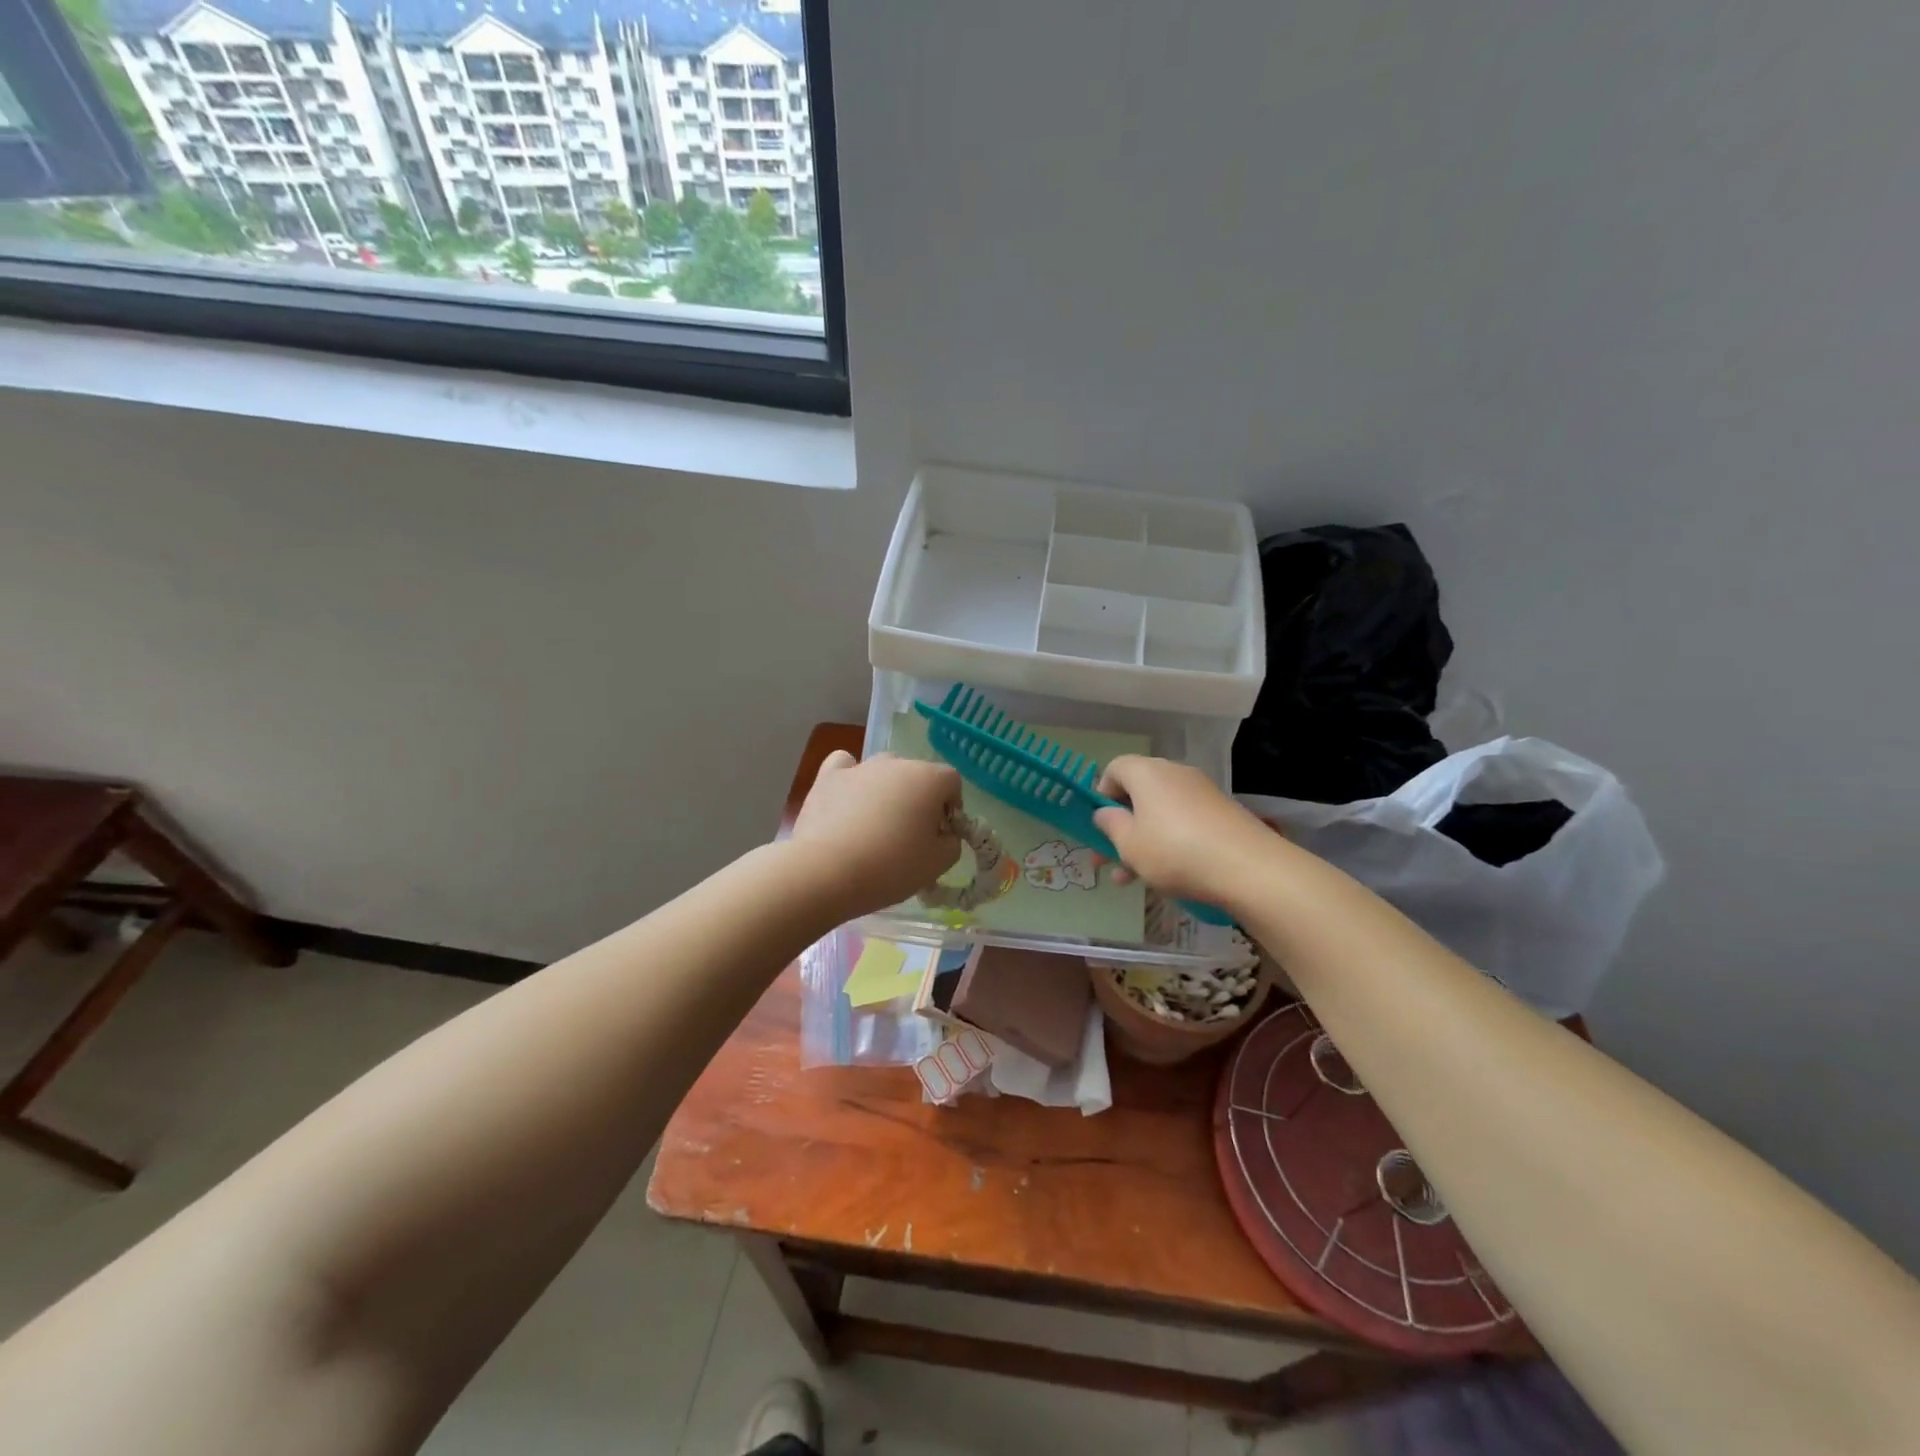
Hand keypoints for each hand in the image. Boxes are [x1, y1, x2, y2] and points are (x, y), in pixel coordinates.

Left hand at [789, 751, 963, 916]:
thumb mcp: (937, 864)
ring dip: (886, 791)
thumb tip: (945, 834)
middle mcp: (896, 763)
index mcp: (929, 778)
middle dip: (918, 800)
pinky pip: (845, 766)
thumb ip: (952, 843)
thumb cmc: (891, 866)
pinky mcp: (828, 777)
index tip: (940, 835)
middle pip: (917, 775)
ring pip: (883, 771)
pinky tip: (847, 800)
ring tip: (875, 825)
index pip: (952, 782)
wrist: (828, 871)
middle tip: (909, 836)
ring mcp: (860, 766)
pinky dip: (850, 778)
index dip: (951, 808)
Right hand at [1093, 756, 1275, 904]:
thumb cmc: (1175, 852)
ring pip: (1160, 813)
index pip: (1115, 768)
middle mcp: (1175, 774)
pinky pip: (1184, 822)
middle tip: (1107, 859)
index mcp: (1147, 773)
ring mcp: (1202, 792)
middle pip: (1138, 793)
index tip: (1099, 823)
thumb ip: (1111, 826)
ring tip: (1131, 879)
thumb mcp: (1130, 844)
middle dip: (1120, 826)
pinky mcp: (1222, 813)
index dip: (1101, 793)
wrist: (1249, 868)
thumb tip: (1106, 812)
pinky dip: (1170, 842)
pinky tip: (1167, 875)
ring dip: (1142, 841)